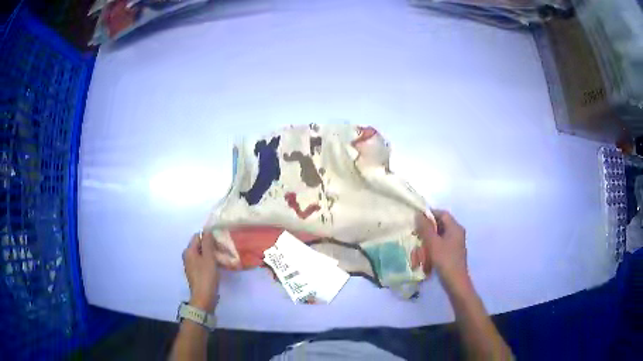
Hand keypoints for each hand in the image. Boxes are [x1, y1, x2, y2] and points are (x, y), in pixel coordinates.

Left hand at [182, 232, 219, 312]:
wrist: (204, 297)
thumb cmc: (206, 276)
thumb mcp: (209, 258)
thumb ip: (208, 243)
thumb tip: (207, 230)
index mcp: (189, 251)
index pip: (198, 236)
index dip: (209, 236)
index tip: (220, 241)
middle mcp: (188, 256)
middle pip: (200, 245)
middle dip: (211, 246)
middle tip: (224, 250)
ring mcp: (191, 265)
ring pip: (202, 254)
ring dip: (212, 254)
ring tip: (224, 258)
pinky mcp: (196, 273)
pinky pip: (203, 262)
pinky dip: (210, 262)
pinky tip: (219, 266)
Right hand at [416, 210, 467, 284]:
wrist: (456, 282)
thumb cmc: (445, 260)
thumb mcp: (433, 243)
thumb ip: (425, 228)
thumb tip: (418, 214)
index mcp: (455, 228)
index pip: (442, 214)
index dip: (429, 214)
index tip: (416, 220)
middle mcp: (457, 233)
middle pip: (441, 224)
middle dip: (427, 228)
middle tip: (416, 234)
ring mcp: (455, 243)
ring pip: (439, 235)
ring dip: (428, 239)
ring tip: (418, 246)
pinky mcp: (452, 253)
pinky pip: (441, 244)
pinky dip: (432, 247)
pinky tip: (425, 255)